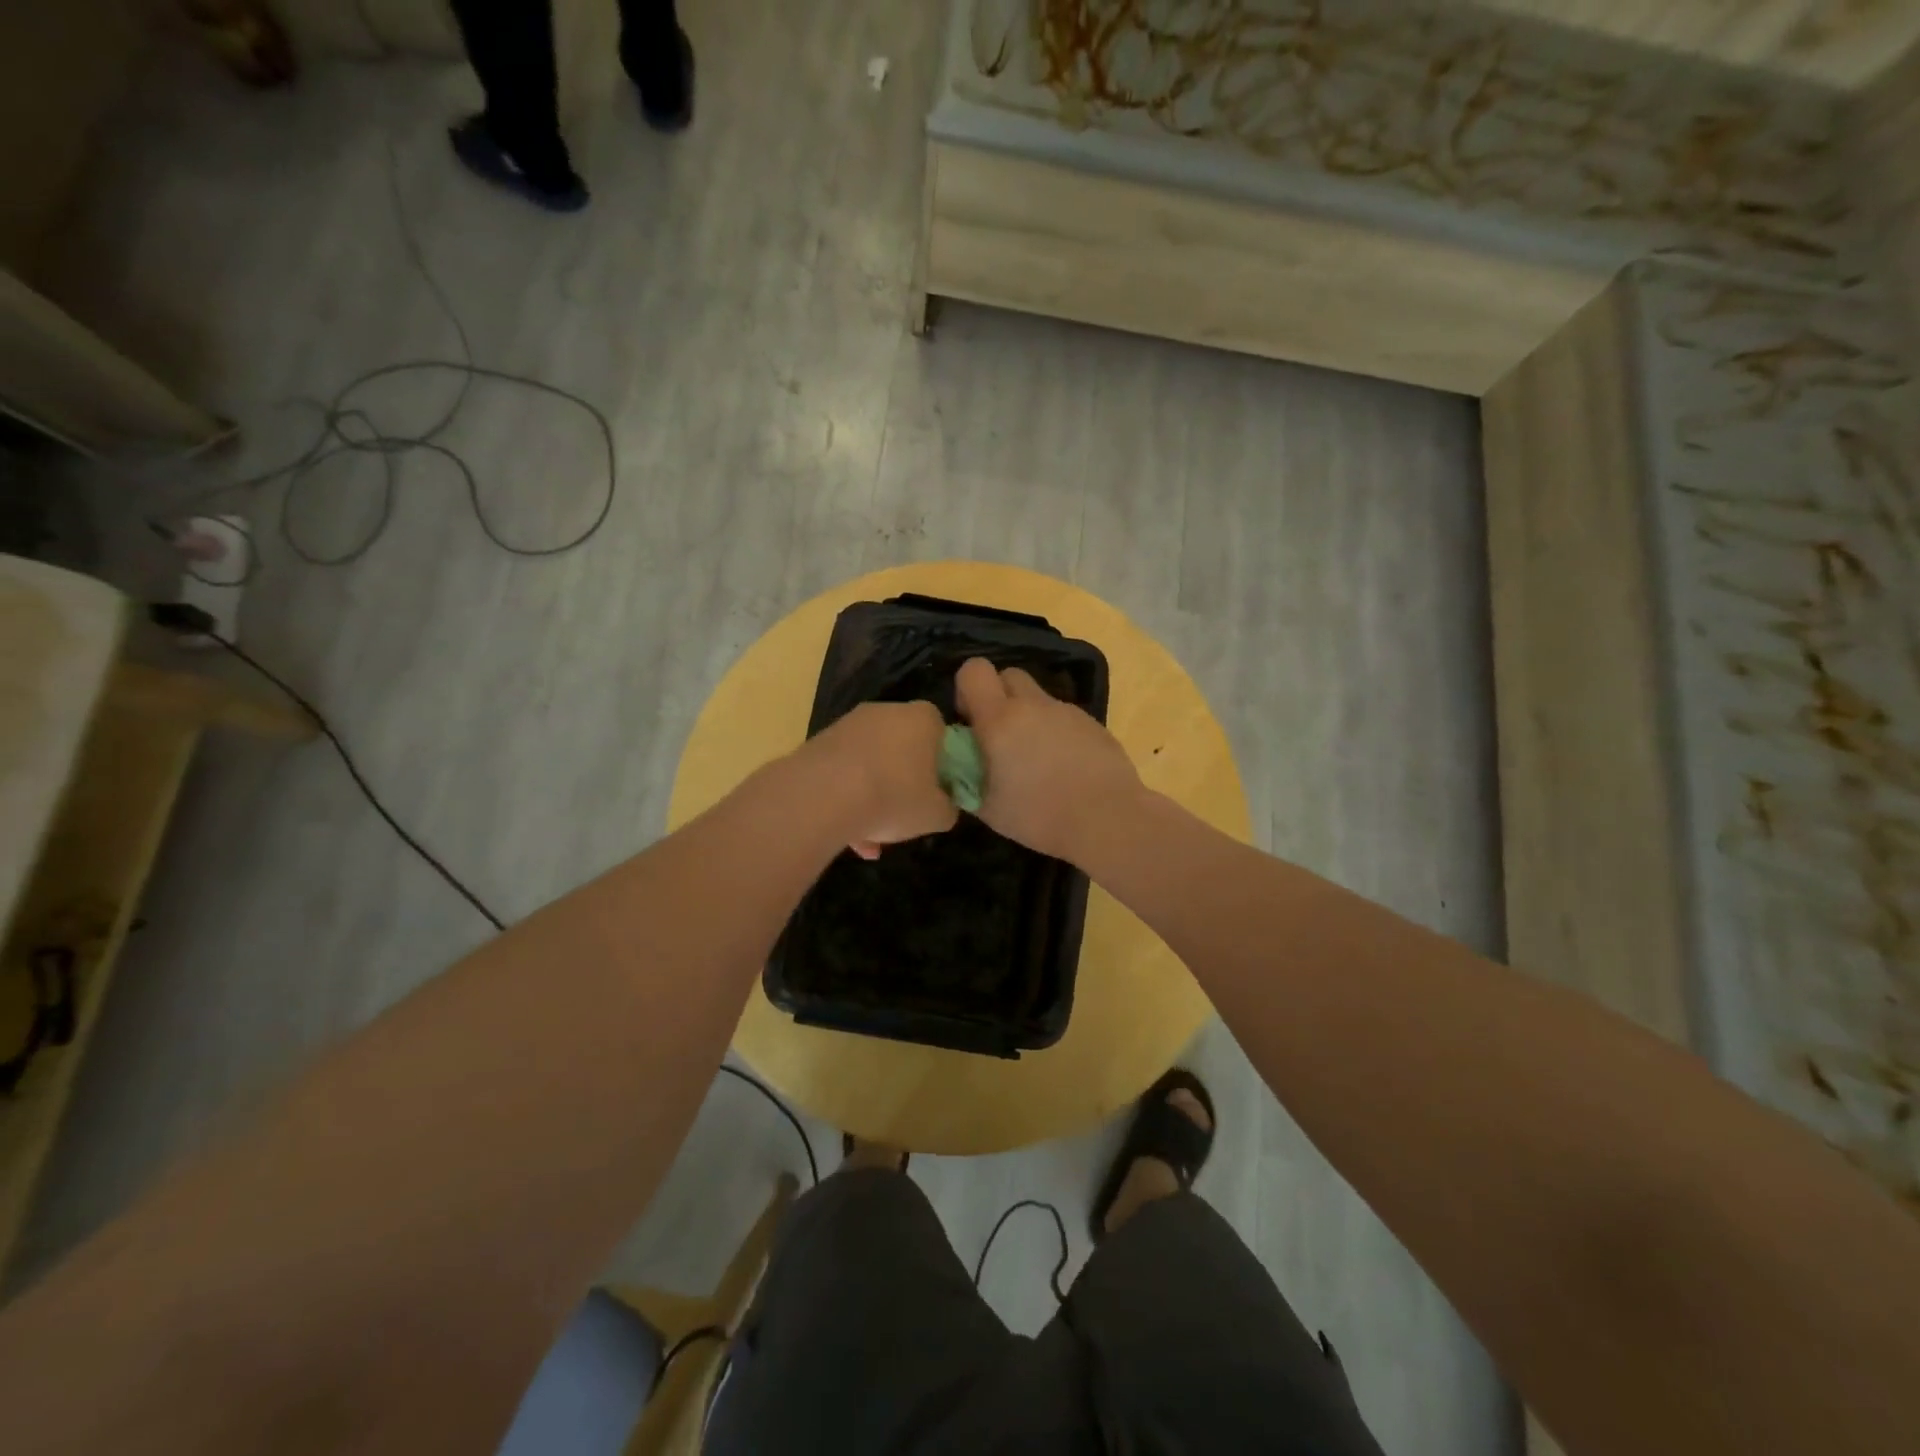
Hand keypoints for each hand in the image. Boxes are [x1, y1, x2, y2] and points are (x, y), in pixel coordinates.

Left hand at [799, 700, 957, 858]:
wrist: (823, 796)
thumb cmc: (894, 796)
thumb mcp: (937, 815)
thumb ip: (948, 807)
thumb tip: (943, 804)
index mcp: (923, 719)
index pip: (941, 732)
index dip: (942, 762)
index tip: (937, 790)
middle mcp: (886, 711)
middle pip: (903, 747)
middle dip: (904, 781)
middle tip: (905, 814)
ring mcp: (849, 725)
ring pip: (870, 764)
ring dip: (873, 798)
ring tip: (871, 840)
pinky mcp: (819, 743)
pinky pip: (843, 773)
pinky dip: (847, 800)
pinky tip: (848, 837)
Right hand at [955, 657, 1141, 862]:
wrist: (1107, 819)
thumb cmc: (1039, 816)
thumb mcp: (988, 809)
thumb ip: (967, 780)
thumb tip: (959, 768)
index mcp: (1000, 719)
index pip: (974, 670)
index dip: (967, 689)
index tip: (970, 720)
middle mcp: (1033, 705)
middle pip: (1009, 675)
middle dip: (999, 696)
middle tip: (1000, 736)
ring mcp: (1066, 711)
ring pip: (1038, 697)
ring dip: (1029, 716)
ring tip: (1035, 759)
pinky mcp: (1093, 723)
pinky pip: (1063, 716)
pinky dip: (1055, 731)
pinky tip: (1064, 767)